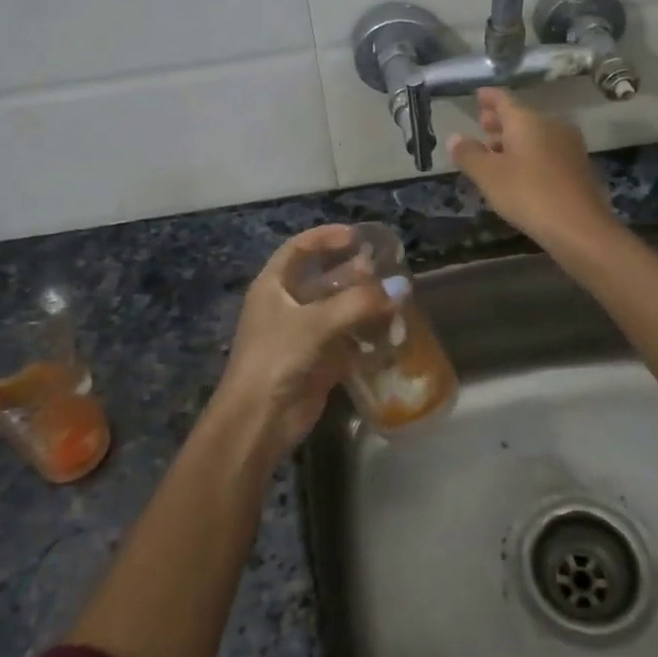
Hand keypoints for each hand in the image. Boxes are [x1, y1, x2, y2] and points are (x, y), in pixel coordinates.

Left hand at [209, 225, 395, 458]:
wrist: (258, 420)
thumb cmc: (277, 358)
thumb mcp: (315, 323)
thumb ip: (359, 303)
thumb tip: (400, 287)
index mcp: (273, 286)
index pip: (299, 248)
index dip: (326, 237)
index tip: (357, 236)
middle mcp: (287, 305)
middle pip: (322, 278)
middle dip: (353, 272)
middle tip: (385, 268)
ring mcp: (303, 334)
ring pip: (338, 309)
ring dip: (364, 303)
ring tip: (395, 298)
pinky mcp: (318, 361)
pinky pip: (347, 339)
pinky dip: (367, 334)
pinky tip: (391, 331)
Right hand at [448, 88, 618, 251]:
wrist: (579, 226)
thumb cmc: (528, 194)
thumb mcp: (488, 176)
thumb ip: (469, 154)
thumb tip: (454, 138)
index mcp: (527, 120)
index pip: (504, 99)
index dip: (489, 97)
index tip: (478, 95)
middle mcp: (550, 125)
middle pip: (521, 117)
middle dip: (500, 121)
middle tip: (482, 123)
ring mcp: (568, 145)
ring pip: (535, 134)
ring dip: (513, 140)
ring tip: (495, 151)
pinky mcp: (577, 166)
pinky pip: (547, 150)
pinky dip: (529, 153)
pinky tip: (519, 170)